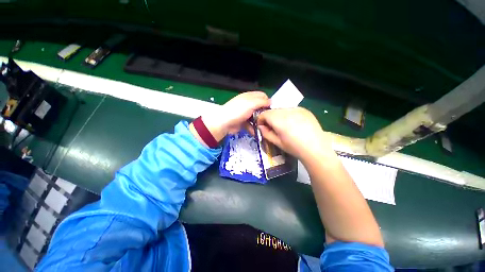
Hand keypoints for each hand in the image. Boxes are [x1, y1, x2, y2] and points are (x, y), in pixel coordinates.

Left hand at [192, 91, 270, 144]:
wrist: (224, 123)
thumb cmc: (238, 111)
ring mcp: (246, 114)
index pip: (262, 96)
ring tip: (264, 126)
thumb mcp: (251, 104)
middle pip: (260, 107)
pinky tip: (257, 131)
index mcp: (249, 97)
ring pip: (257, 117)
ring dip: (260, 121)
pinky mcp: (244, 122)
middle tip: (268, 119)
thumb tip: (271, 102)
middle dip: (264, 113)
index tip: (270, 109)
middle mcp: (248, 104)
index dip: (267, 101)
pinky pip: (252, 124)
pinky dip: (254, 127)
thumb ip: (262, 101)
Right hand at [256, 107, 333, 161]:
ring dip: (278, 116)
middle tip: (272, 127)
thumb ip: (266, 133)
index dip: (260, 119)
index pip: (264, 114)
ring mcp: (297, 109)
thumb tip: (261, 126)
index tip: (262, 126)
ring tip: (283, 126)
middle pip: (272, 110)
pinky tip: (293, 123)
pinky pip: (291, 109)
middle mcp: (288, 111)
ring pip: (281, 109)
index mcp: (279, 120)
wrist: (316, 149)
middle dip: (269, 117)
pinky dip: (288, 114)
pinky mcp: (305, 110)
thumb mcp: (277, 142)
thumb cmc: (294, 148)